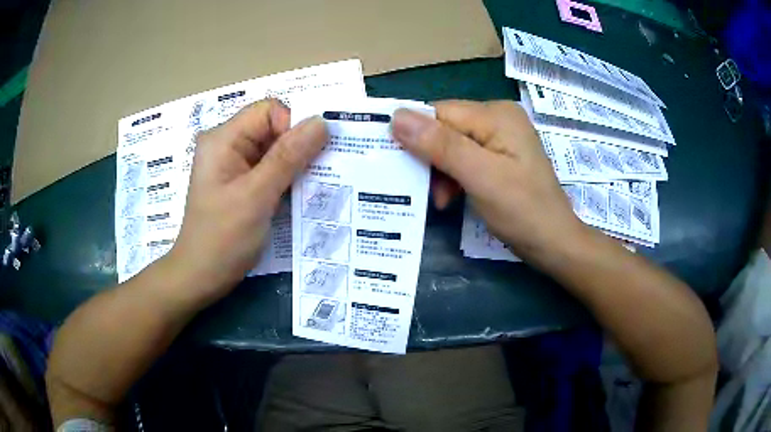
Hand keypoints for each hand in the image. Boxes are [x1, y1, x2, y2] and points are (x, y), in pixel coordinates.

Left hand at [167, 99, 326, 304]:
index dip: (292, 126)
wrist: (201, 277)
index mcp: (223, 139)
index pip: (268, 111)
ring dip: (295, 164)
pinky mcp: (239, 182)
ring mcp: (232, 164)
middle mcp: (226, 145)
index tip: (308, 157)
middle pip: (272, 128)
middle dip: (298, 146)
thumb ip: (288, 157)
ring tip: (309, 187)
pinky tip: (297, 195)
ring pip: (274, 149)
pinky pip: (269, 168)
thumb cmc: (222, 238)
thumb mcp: (256, 196)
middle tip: (318, 172)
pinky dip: (286, 178)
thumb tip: (321, 123)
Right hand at [392, 100, 586, 262]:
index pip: (440, 113)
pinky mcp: (499, 157)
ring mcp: (500, 138)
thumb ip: (440, 145)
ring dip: (441, 172)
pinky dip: (453, 177)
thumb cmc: (523, 211)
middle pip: (445, 129)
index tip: (401, 166)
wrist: (554, 244)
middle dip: (431, 159)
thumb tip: (396, 116)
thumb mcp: (480, 177)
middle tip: (425, 190)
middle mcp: (498, 118)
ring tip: (442, 200)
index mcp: (496, 114)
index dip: (417, 136)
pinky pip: (464, 158)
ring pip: (451, 146)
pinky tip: (452, 198)